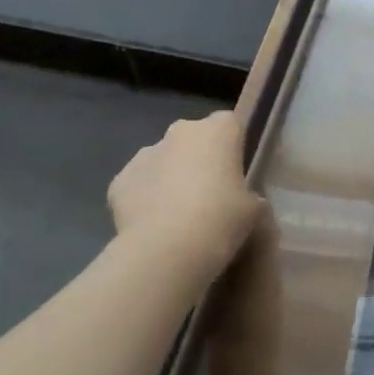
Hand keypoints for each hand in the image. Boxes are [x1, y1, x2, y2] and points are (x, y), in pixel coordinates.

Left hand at [107, 111, 262, 274]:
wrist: (166, 250)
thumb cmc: (221, 219)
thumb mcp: (254, 210)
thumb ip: (250, 196)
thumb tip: (245, 200)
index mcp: (219, 130)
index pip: (230, 124)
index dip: (233, 147)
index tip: (236, 173)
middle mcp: (181, 131)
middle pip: (193, 138)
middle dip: (199, 159)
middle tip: (209, 194)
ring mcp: (146, 153)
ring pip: (163, 159)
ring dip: (170, 177)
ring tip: (178, 215)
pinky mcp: (119, 179)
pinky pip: (139, 184)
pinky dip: (145, 198)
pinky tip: (153, 225)